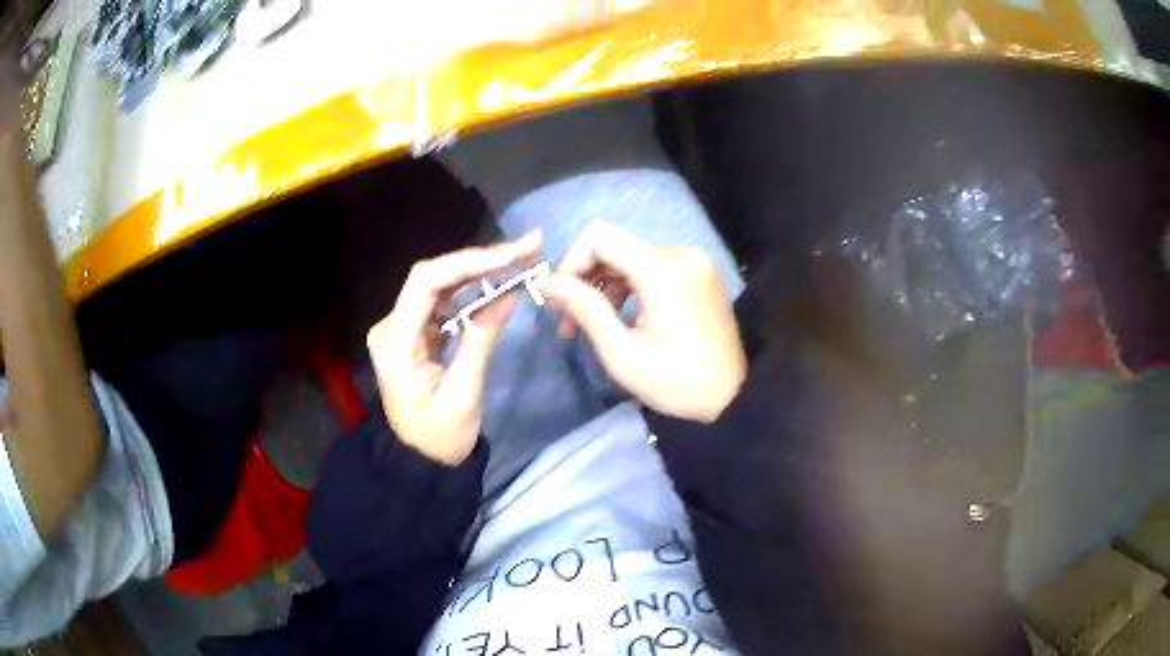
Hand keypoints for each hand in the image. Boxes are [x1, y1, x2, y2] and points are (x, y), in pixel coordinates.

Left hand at [367, 233, 540, 464]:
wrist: (420, 462)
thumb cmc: (440, 439)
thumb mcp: (463, 395)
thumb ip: (480, 340)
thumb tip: (508, 294)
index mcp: (395, 343)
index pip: (426, 284)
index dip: (469, 263)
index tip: (512, 255)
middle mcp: (391, 326)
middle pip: (433, 277)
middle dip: (480, 259)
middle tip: (527, 247)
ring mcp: (402, 327)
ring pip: (440, 284)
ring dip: (480, 270)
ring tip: (521, 257)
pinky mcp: (416, 332)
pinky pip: (444, 301)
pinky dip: (473, 289)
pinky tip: (501, 279)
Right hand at [545, 221, 745, 422]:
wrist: (733, 396)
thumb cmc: (678, 383)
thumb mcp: (623, 355)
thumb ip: (586, 311)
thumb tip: (548, 282)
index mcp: (664, 272)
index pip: (600, 236)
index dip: (572, 260)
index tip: (561, 296)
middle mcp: (681, 254)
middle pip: (615, 246)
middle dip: (586, 277)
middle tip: (570, 318)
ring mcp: (693, 261)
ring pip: (630, 256)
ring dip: (606, 283)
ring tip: (593, 321)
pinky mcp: (698, 271)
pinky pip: (651, 265)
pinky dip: (629, 284)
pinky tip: (622, 313)